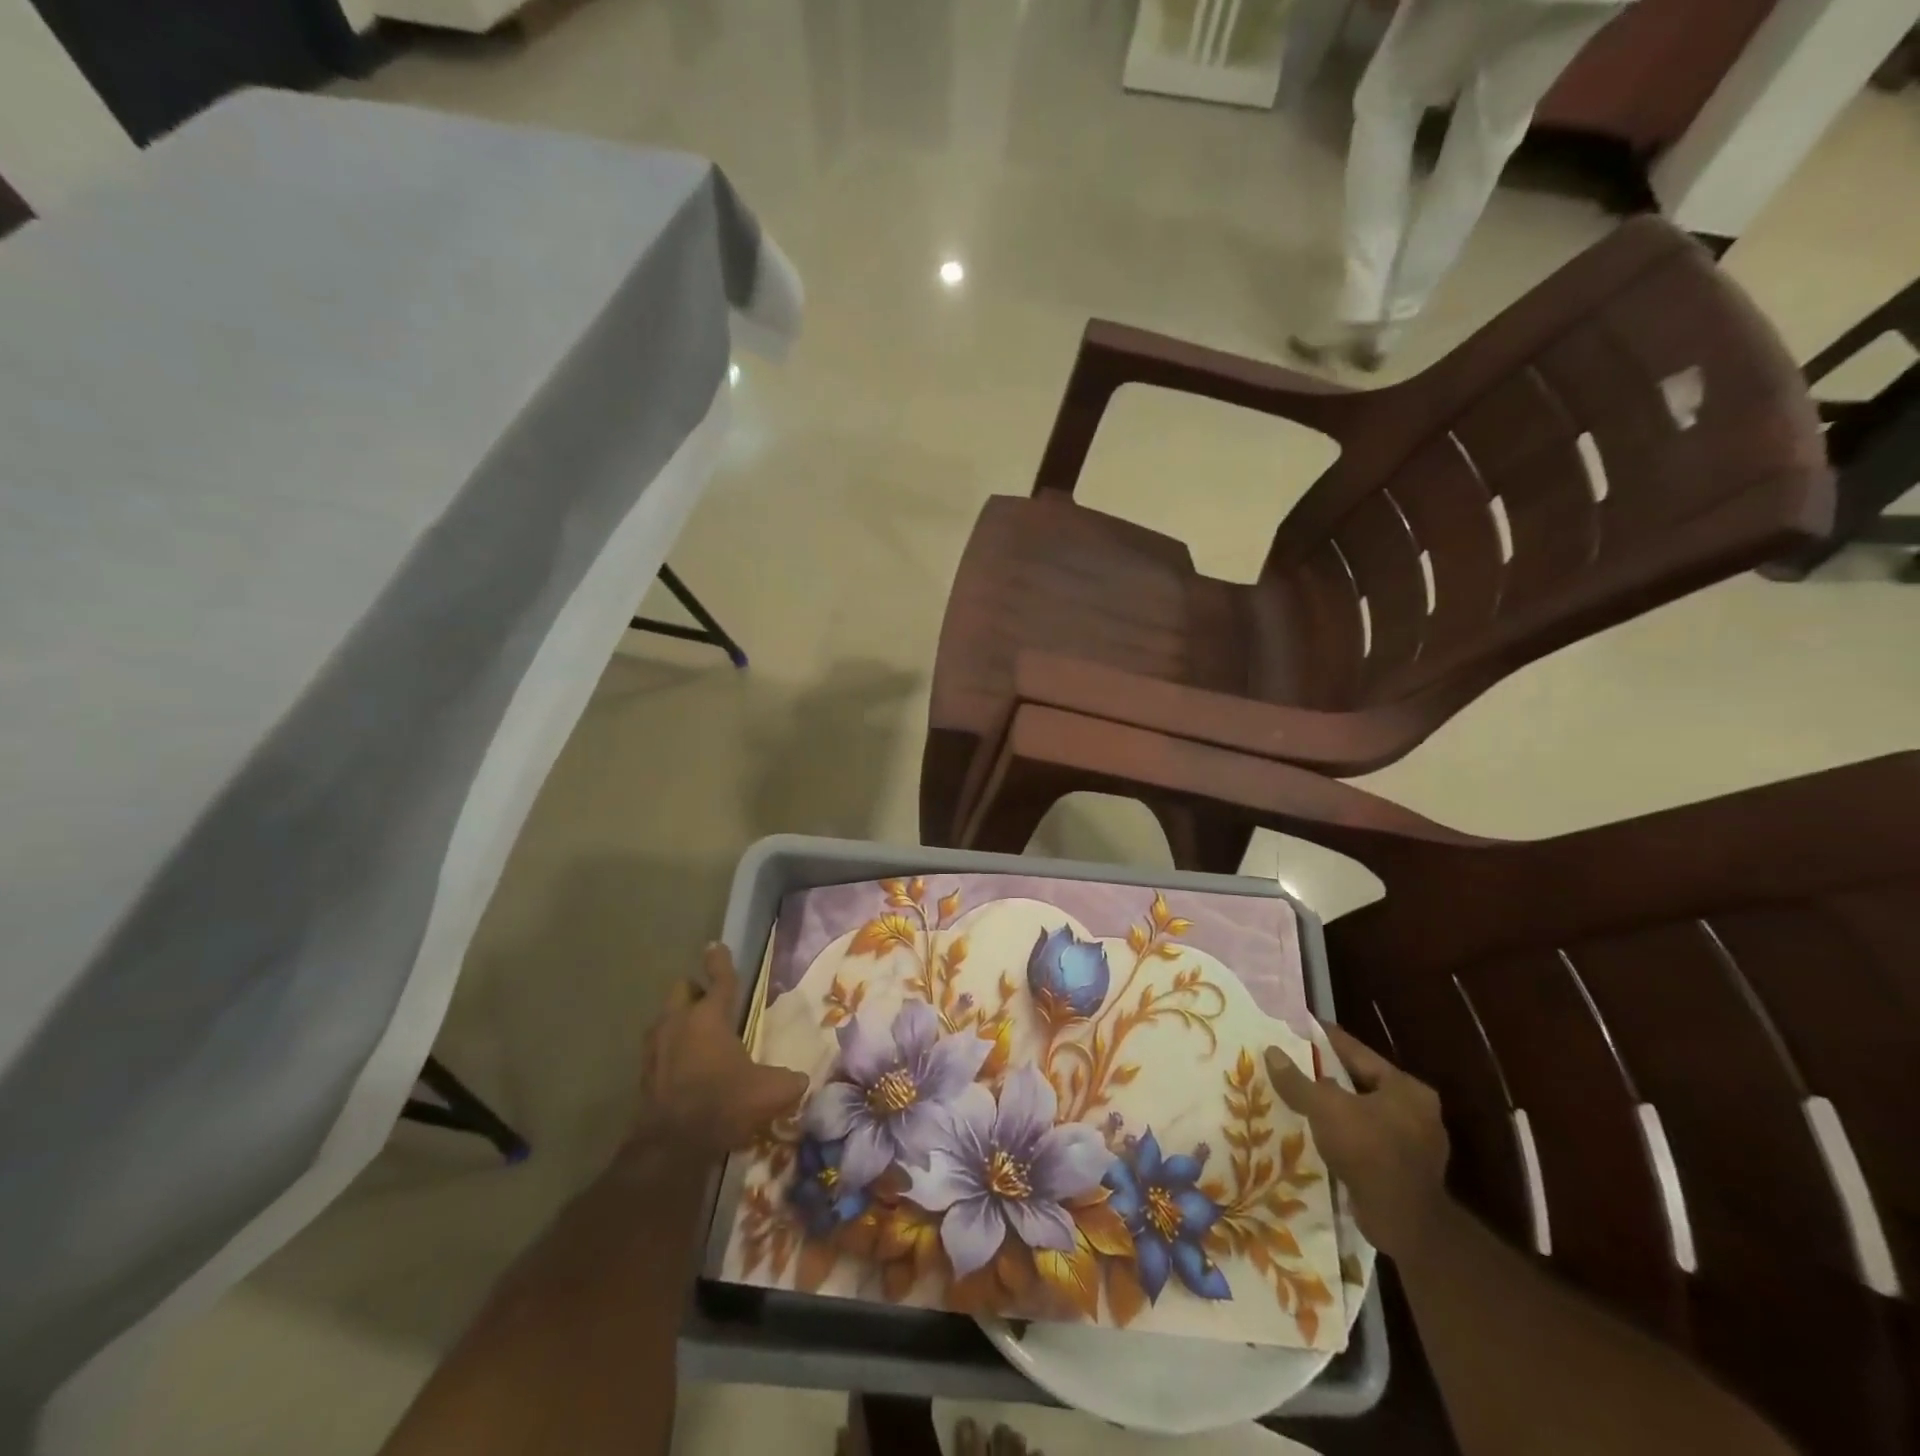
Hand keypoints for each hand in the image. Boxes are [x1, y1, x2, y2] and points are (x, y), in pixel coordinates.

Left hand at [633, 943, 807, 1158]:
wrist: (671, 1147)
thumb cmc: (723, 1105)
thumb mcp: (770, 1092)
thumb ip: (789, 1080)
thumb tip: (802, 1078)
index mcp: (710, 1017)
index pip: (719, 979)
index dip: (720, 961)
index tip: (715, 946)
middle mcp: (679, 1023)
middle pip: (682, 989)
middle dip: (695, 990)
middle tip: (711, 1004)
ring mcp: (656, 1047)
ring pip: (665, 1017)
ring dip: (679, 1020)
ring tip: (697, 1037)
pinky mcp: (643, 1073)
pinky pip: (658, 1048)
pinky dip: (670, 1050)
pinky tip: (685, 1069)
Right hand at [1265, 1024, 1449, 1259]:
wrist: (1405, 1226)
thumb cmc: (1370, 1153)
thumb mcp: (1326, 1109)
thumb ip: (1297, 1080)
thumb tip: (1271, 1052)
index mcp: (1406, 1087)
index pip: (1357, 1051)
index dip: (1323, 1038)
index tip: (1295, 1028)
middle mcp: (1416, 1110)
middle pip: (1359, 1081)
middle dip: (1324, 1075)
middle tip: (1290, 1063)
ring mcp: (1413, 1143)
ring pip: (1360, 1112)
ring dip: (1331, 1107)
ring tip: (1295, 1097)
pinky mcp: (1403, 1170)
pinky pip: (1364, 1139)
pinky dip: (1340, 1134)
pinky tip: (1314, 1133)